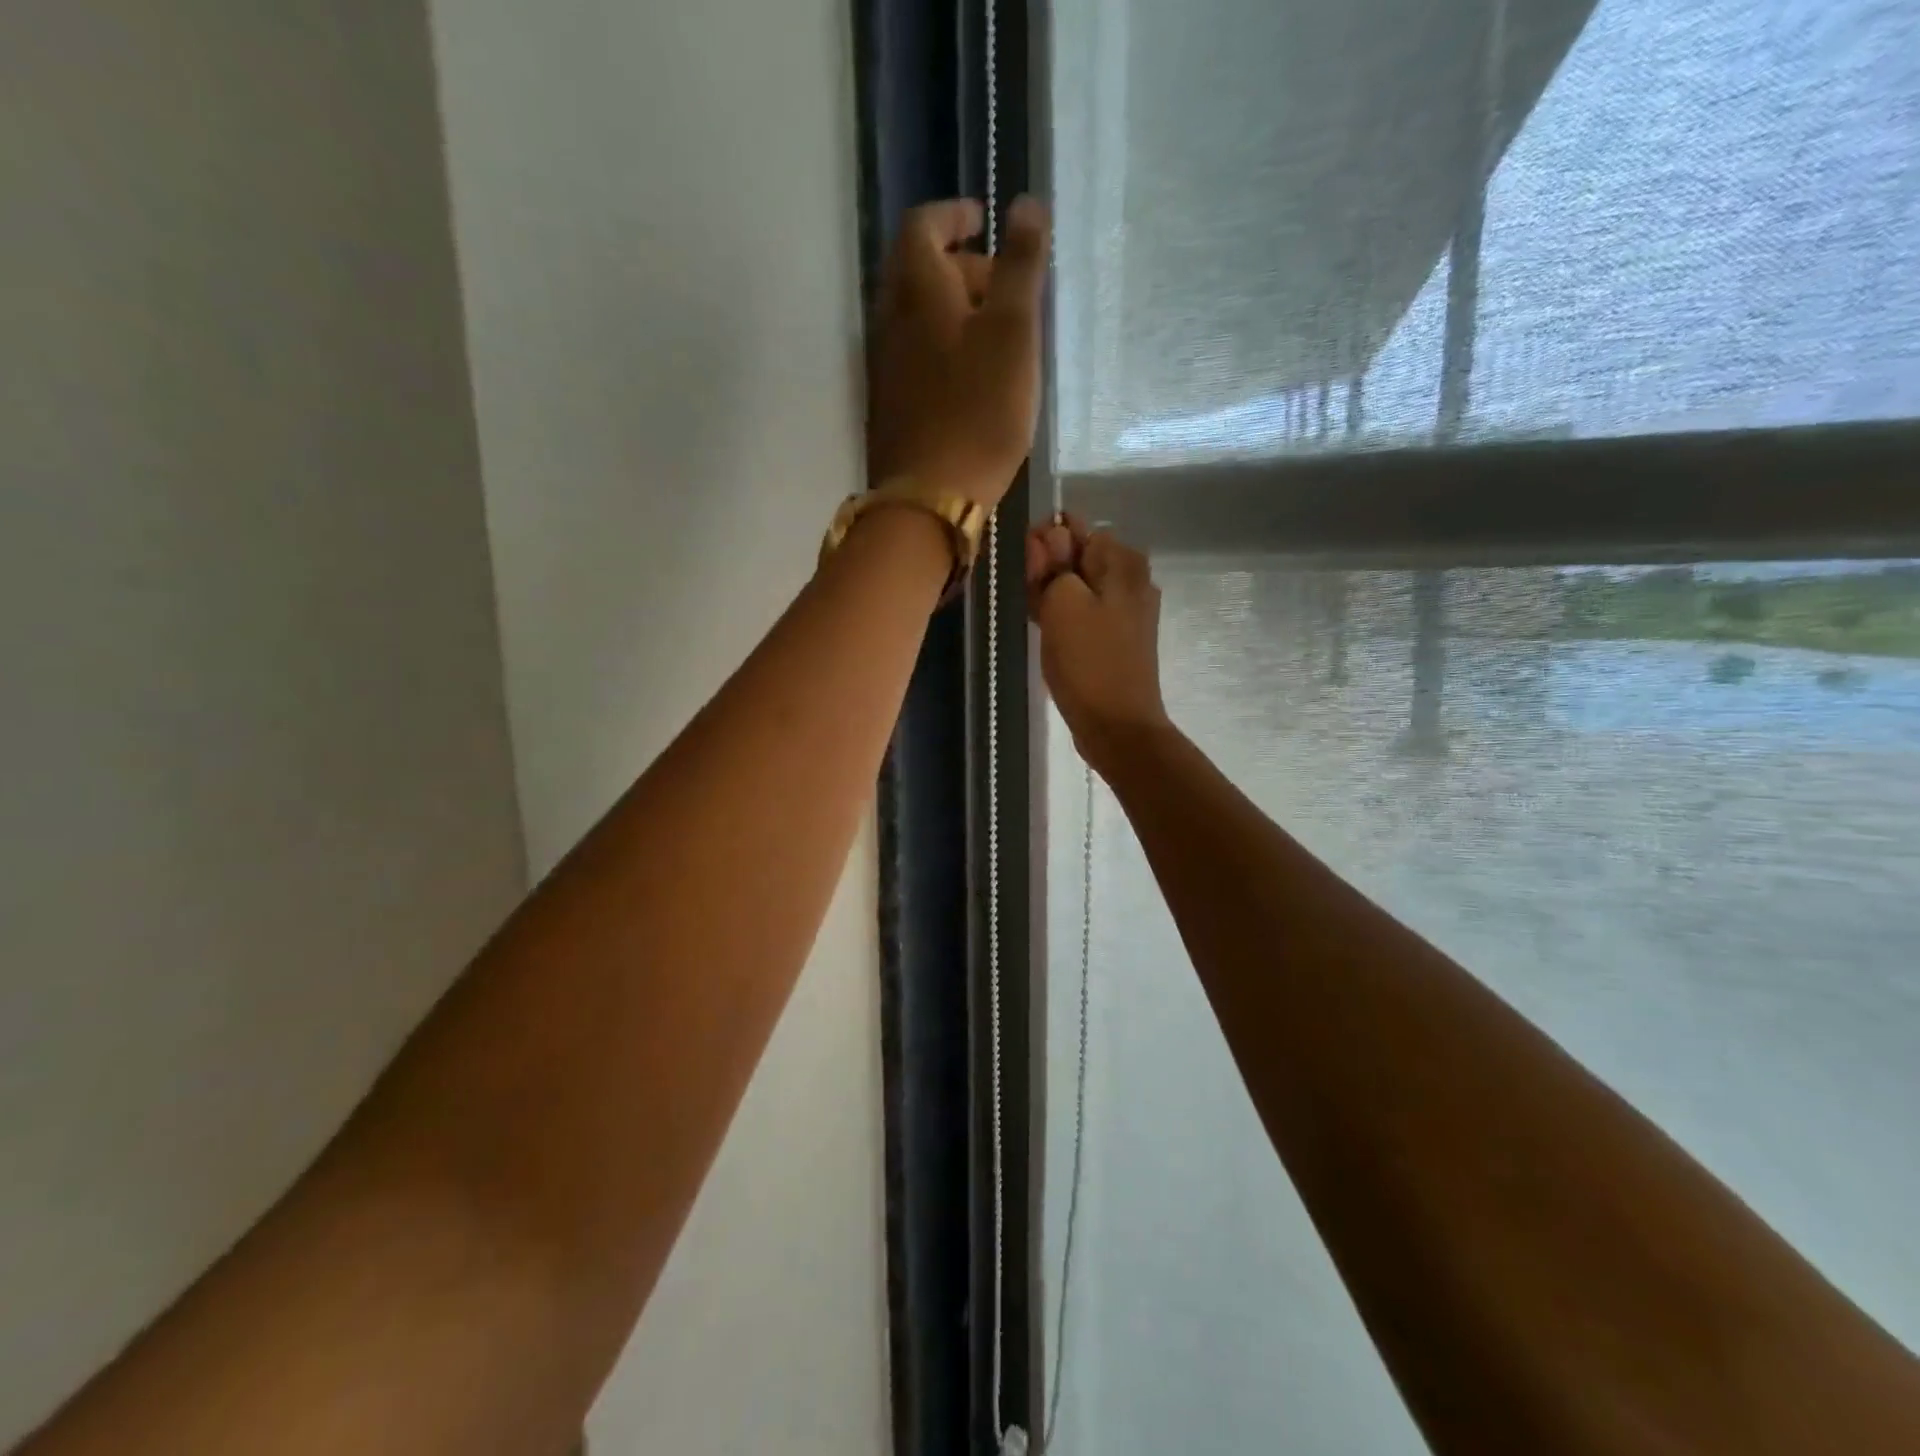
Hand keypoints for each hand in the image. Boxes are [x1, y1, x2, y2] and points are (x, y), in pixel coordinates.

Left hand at [868, 197, 1048, 510]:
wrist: (929, 496)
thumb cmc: (978, 410)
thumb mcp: (1013, 332)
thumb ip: (1020, 266)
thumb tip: (1025, 203)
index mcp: (917, 288)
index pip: (923, 225)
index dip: (953, 214)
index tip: (983, 221)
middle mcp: (889, 318)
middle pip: (917, 271)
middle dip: (959, 265)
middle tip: (1003, 284)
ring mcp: (884, 365)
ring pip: (915, 317)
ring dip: (951, 310)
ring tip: (996, 334)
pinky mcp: (889, 404)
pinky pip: (914, 354)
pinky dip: (942, 346)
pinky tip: (972, 375)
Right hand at [1027, 516, 1170, 771]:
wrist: (1117, 725)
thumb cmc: (1088, 661)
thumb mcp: (1062, 601)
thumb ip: (1053, 562)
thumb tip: (1051, 535)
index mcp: (1122, 561)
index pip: (1073, 527)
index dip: (1044, 544)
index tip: (1029, 573)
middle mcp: (1131, 578)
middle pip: (1076, 556)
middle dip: (1047, 571)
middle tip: (1031, 600)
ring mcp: (1127, 609)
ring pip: (1077, 585)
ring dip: (1051, 595)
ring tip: (1037, 620)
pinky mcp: (1118, 636)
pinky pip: (1084, 611)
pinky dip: (1064, 616)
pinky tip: (1047, 633)